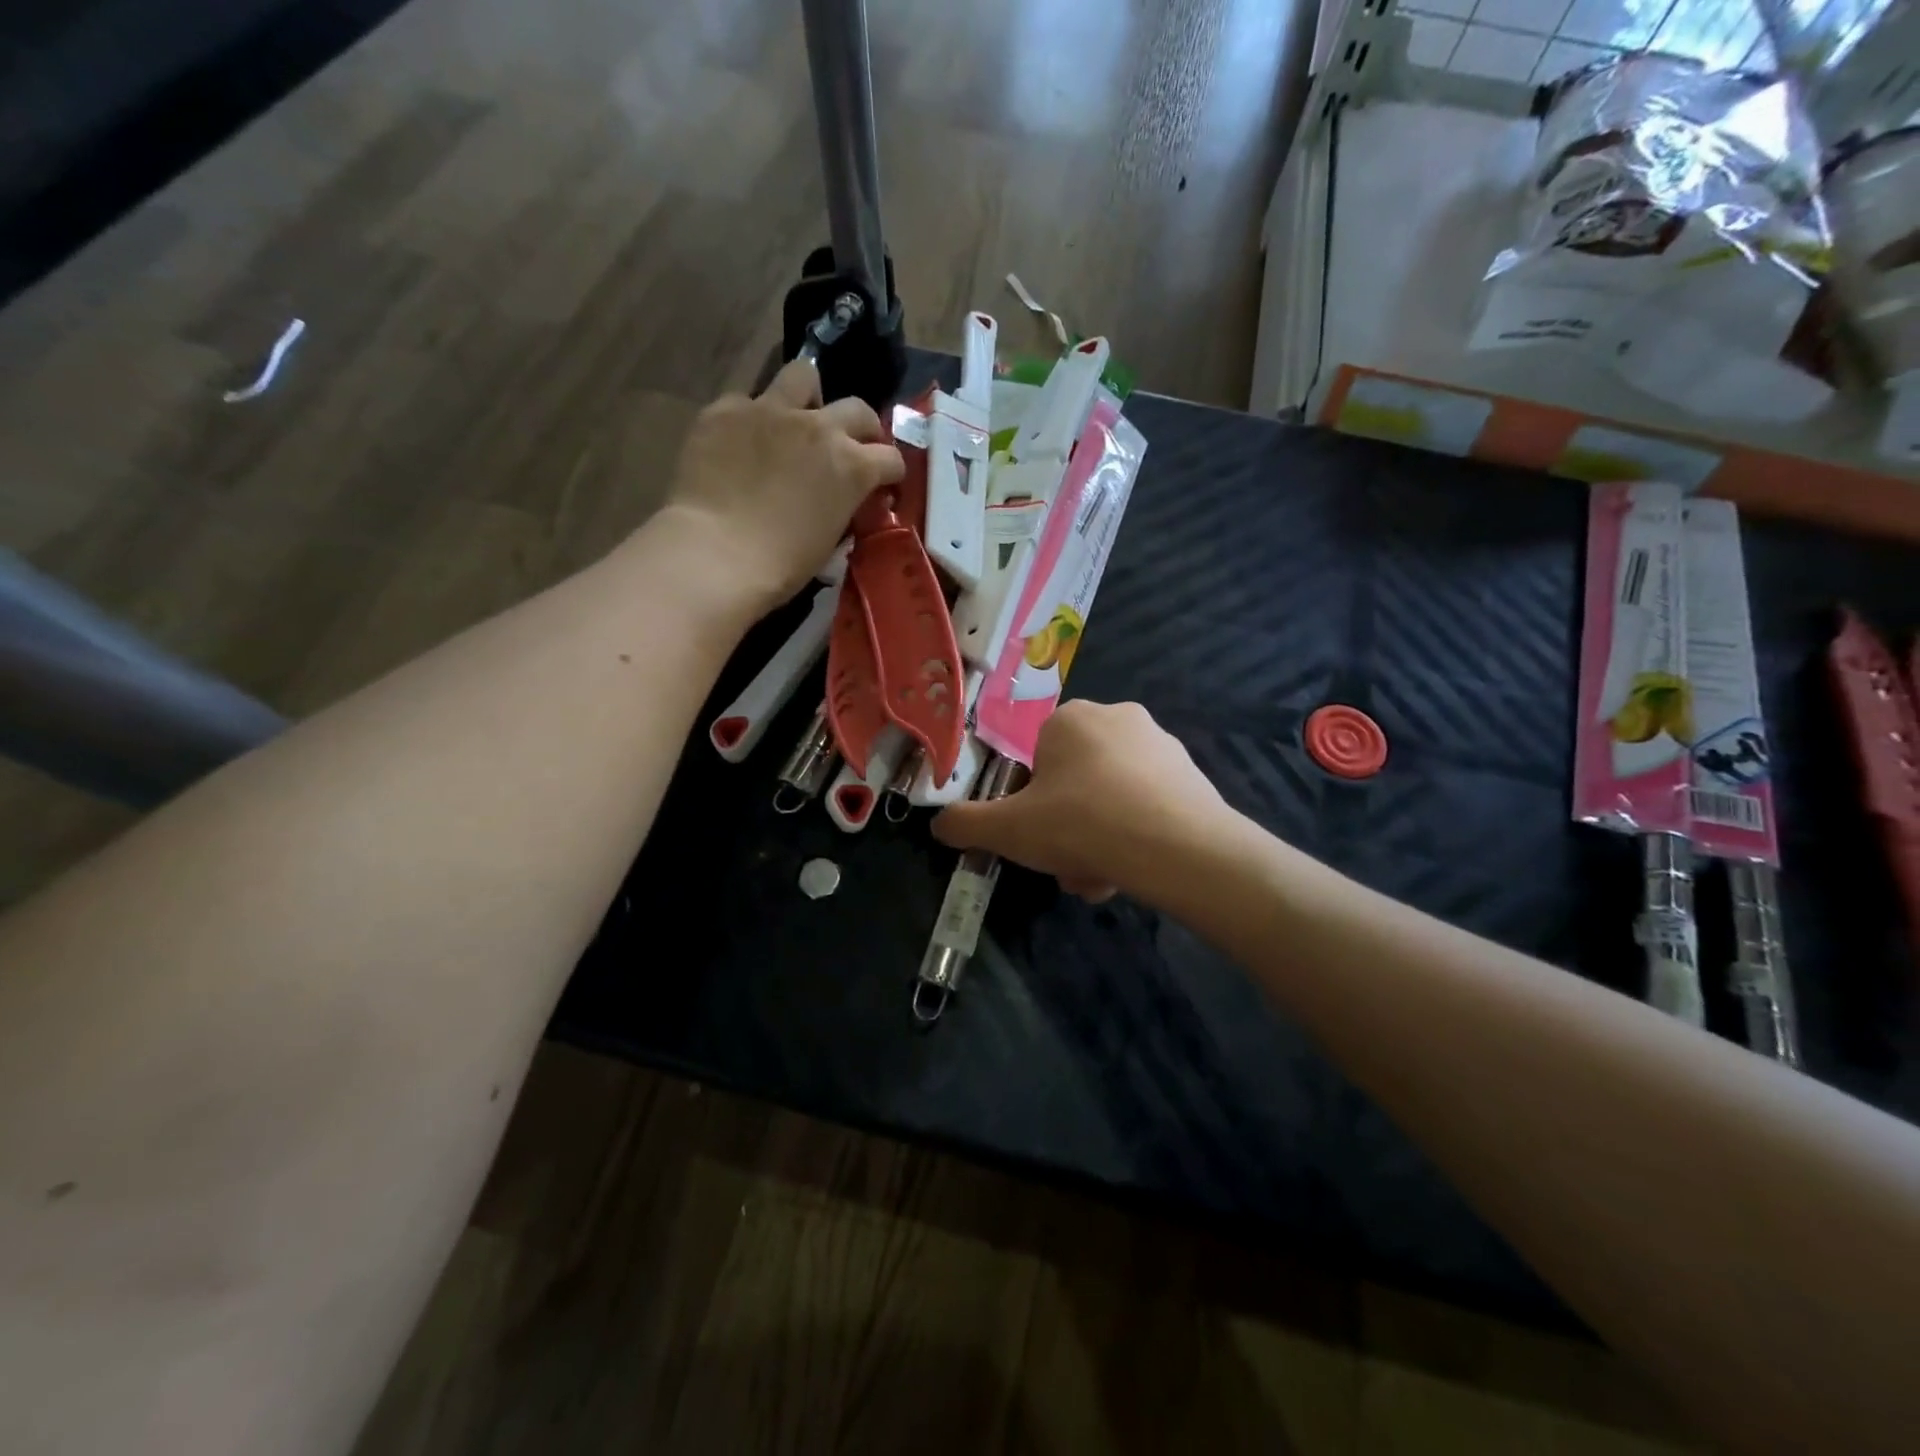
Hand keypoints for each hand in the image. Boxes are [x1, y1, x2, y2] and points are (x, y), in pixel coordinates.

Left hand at [662, 362, 904, 606]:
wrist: (716, 554)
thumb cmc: (781, 565)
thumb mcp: (830, 541)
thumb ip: (842, 507)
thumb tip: (841, 501)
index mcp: (852, 466)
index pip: (891, 459)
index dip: (889, 473)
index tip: (882, 485)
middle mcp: (819, 426)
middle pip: (858, 409)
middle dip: (861, 428)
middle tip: (848, 448)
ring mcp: (771, 411)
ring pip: (803, 376)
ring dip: (808, 398)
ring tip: (795, 421)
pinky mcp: (726, 410)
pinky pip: (746, 401)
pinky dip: (750, 420)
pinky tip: (740, 443)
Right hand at [933, 701, 1226, 901]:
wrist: (1178, 848)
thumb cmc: (1081, 824)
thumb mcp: (1008, 830)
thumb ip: (965, 824)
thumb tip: (939, 824)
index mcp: (1070, 718)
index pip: (1037, 760)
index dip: (1031, 803)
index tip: (1037, 837)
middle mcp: (1117, 717)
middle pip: (1075, 782)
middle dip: (1066, 828)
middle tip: (1068, 865)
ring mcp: (1160, 743)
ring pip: (1111, 797)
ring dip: (1098, 838)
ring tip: (1101, 878)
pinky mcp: (1192, 773)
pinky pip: (1147, 804)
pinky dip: (1135, 835)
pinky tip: (1134, 869)